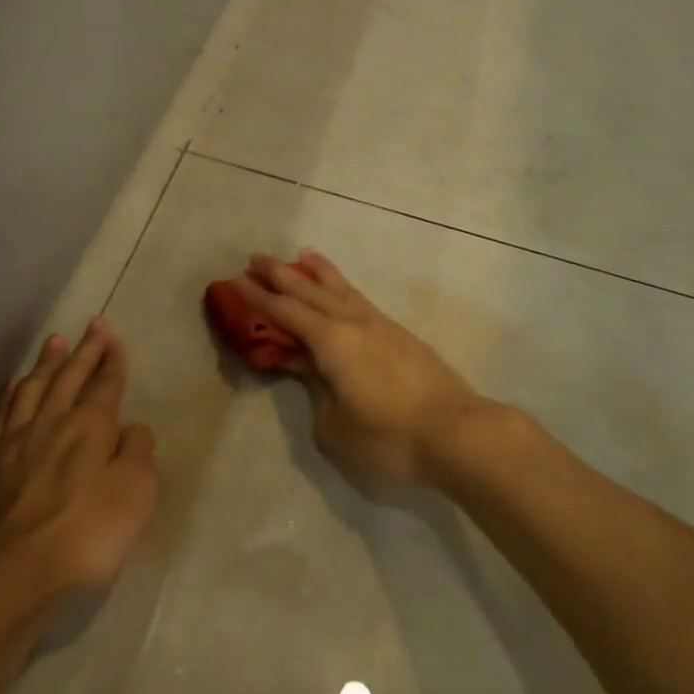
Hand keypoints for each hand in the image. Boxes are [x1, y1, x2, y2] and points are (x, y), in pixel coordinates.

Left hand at [0, 319, 158, 625]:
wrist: (5, 576)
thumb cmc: (83, 537)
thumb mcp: (134, 496)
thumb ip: (137, 455)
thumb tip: (129, 430)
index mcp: (89, 427)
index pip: (105, 384)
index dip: (111, 359)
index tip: (112, 335)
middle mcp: (50, 423)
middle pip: (69, 378)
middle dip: (84, 350)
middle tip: (92, 325)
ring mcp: (13, 443)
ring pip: (32, 389)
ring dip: (46, 364)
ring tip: (55, 342)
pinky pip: (1, 417)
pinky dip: (10, 396)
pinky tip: (14, 388)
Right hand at [229, 252, 492, 488]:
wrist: (458, 433)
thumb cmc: (389, 437)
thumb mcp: (335, 427)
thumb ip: (315, 392)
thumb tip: (307, 369)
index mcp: (330, 341)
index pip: (285, 312)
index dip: (257, 297)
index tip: (235, 281)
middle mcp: (352, 322)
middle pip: (309, 290)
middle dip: (280, 274)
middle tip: (255, 258)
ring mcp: (380, 324)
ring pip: (340, 288)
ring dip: (316, 271)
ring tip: (301, 256)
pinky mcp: (400, 335)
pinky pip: (359, 299)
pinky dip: (342, 287)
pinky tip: (342, 292)